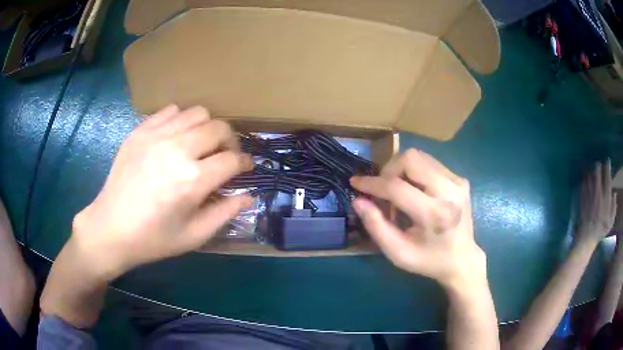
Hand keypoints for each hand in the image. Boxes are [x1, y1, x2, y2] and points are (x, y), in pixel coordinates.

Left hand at [71, 105, 252, 279]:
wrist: (111, 228)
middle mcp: (177, 150)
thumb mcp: (194, 236)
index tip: (245, 168)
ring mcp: (156, 136)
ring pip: (197, 113)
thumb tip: (248, 195)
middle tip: (224, 156)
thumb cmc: (153, 239)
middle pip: (219, 128)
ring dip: (206, 128)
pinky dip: (180, 121)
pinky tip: (175, 139)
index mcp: (192, 180)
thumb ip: (225, 213)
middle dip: (229, 141)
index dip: (244, 163)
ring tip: (199, 145)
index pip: (232, 159)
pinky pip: (170, 111)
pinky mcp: (140, 131)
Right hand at [350, 149, 485, 289]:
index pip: (397, 187)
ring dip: (401, 170)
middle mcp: (449, 191)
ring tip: (399, 192)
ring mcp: (458, 182)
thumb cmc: (428, 260)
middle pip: (410, 159)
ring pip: (419, 156)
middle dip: (389, 170)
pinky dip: (414, 173)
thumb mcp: (398, 253)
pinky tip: (415, 191)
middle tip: (383, 190)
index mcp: (434, 214)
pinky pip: (429, 163)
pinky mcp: (460, 179)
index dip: (372, 183)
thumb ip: (376, 226)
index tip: (355, 182)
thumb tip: (359, 200)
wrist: (462, 259)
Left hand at [576, 160, 616, 243]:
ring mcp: (589, 194)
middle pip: (597, 171)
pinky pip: (583, 183)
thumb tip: (614, 193)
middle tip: (599, 165)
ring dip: (591, 171)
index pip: (607, 177)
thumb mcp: (610, 221)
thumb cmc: (600, 230)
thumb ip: (614, 206)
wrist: (586, 238)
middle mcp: (597, 193)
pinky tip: (586, 178)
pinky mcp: (582, 198)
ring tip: (593, 171)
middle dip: (598, 166)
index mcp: (606, 197)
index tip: (608, 161)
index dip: (608, 166)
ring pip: (590, 175)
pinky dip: (585, 178)